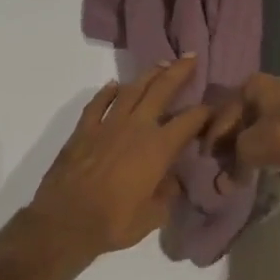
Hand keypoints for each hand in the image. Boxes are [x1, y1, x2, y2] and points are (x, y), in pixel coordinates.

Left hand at [26, 58, 211, 258]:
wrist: (64, 222)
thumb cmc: (113, 222)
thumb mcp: (153, 216)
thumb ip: (167, 194)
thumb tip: (172, 180)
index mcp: (158, 148)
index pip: (189, 121)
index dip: (205, 112)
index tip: (214, 107)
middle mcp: (136, 128)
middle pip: (161, 90)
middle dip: (178, 72)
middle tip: (190, 57)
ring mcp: (107, 125)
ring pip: (131, 90)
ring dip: (147, 75)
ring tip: (160, 64)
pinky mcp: (84, 130)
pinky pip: (98, 104)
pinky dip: (107, 92)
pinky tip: (114, 85)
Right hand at [202, 73, 279, 184]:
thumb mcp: (253, 149)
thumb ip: (235, 165)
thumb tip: (223, 185)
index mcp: (248, 87)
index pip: (219, 116)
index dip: (209, 141)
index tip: (204, 162)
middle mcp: (266, 87)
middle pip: (239, 120)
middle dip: (230, 144)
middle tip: (224, 167)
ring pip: (260, 126)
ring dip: (252, 148)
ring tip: (247, 169)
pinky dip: (272, 148)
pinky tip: (272, 164)